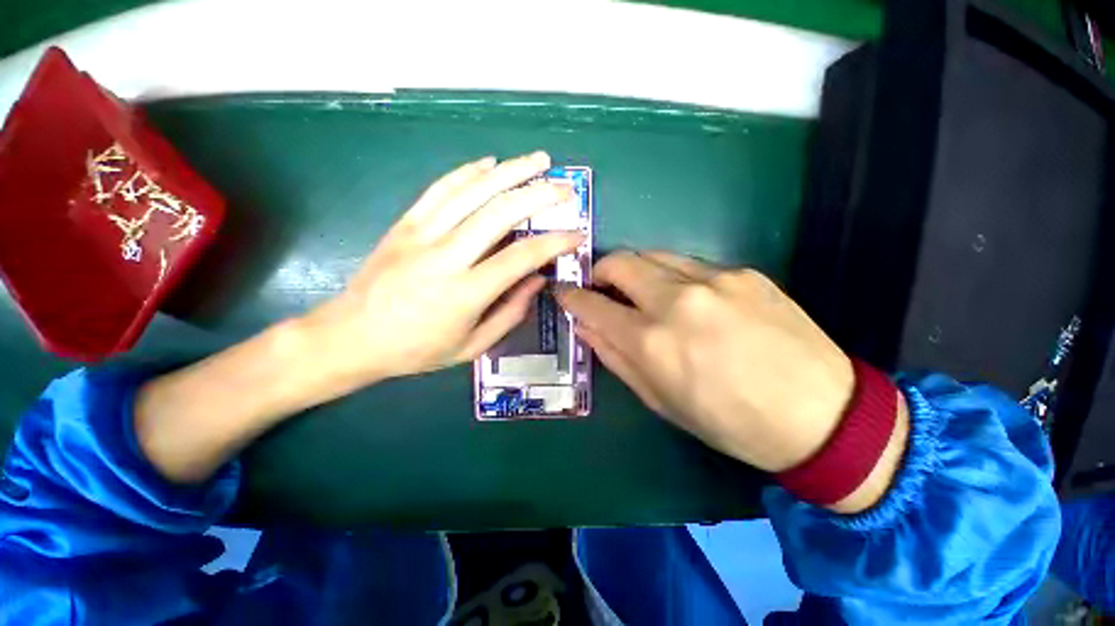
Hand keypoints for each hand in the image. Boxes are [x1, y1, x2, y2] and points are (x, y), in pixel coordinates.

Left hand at [302, 151, 582, 393]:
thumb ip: (510, 313)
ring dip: (510, 172)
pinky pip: (440, 189)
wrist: (351, 336)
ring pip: (472, 192)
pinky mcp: (405, 223)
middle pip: (499, 212)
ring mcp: (421, 234)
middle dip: (539, 195)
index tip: (576, 235)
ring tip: (539, 160)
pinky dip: (468, 172)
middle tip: (565, 188)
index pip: (521, 257)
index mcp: (465, 292)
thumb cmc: (416, 350)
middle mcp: (445, 256)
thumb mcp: (471, 347)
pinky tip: (490, 163)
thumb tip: (537, 280)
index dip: (554, 243)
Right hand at [557, 251, 856, 473]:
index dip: (571, 296)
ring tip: (641, 292)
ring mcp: (713, 279)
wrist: (821, 414)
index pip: (592, 305)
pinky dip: (673, 276)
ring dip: (636, 270)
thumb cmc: (729, 421)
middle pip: (619, 262)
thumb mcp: (660, 400)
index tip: (564, 292)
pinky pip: (690, 264)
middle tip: (601, 288)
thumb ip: (616, 357)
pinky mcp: (743, 272)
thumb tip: (586, 327)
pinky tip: (689, 300)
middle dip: (600, 271)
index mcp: (652, 342)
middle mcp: (677, 300)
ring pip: (653, 255)